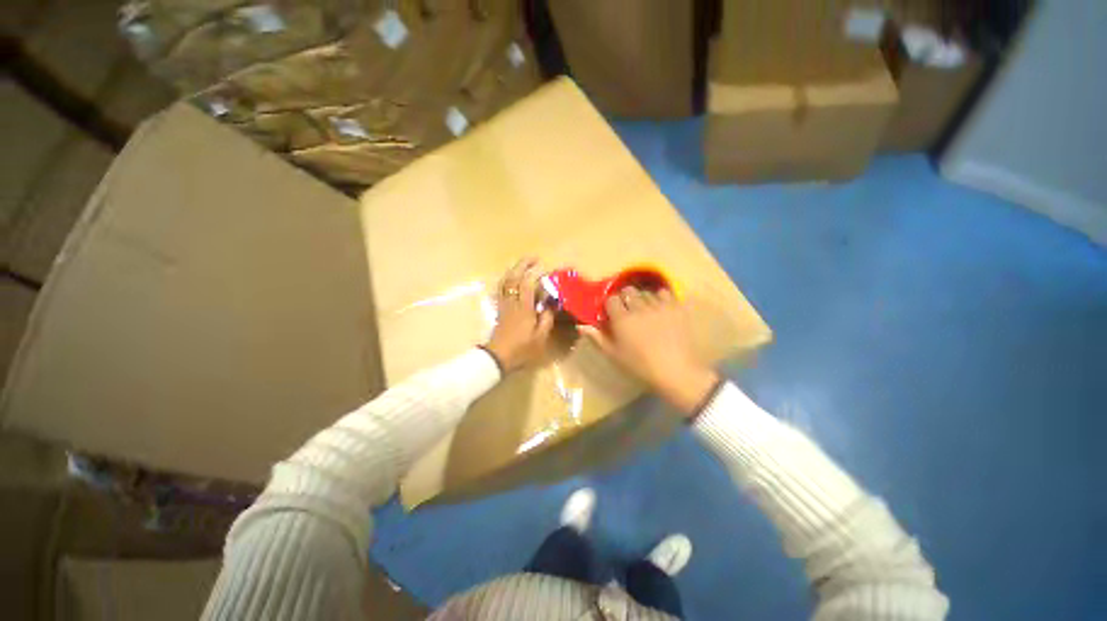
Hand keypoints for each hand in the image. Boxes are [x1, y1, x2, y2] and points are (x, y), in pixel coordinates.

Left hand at [485, 258, 554, 372]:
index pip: (528, 284)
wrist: (498, 357)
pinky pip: (501, 289)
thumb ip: (546, 318)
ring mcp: (504, 304)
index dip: (535, 273)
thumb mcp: (540, 337)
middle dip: (523, 265)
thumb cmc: (521, 348)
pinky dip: (506, 280)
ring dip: (514, 270)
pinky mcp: (499, 309)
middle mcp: (512, 302)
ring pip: (505, 282)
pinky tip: (511, 279)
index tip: (544, 267)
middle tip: (534, 258)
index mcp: (524, 308)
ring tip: (523, 265)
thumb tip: (550, 304)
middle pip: (514, 278)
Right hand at [580, 287, 718, 415]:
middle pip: (628, 291)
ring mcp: (659, 306)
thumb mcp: (614, 355)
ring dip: (642, 299)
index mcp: (622, 319)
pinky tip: (660, 307)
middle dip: (626, 298)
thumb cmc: (640, 366)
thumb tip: (580, 326)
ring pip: (646, 292)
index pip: (611, 299)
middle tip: (628, 311)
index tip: (612, 314)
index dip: (610, 305)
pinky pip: (665, 293)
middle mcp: (639, 308)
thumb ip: (597, 338)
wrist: (675, 372)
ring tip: (645, 311)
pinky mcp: (675, 307)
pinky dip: (660, 297)